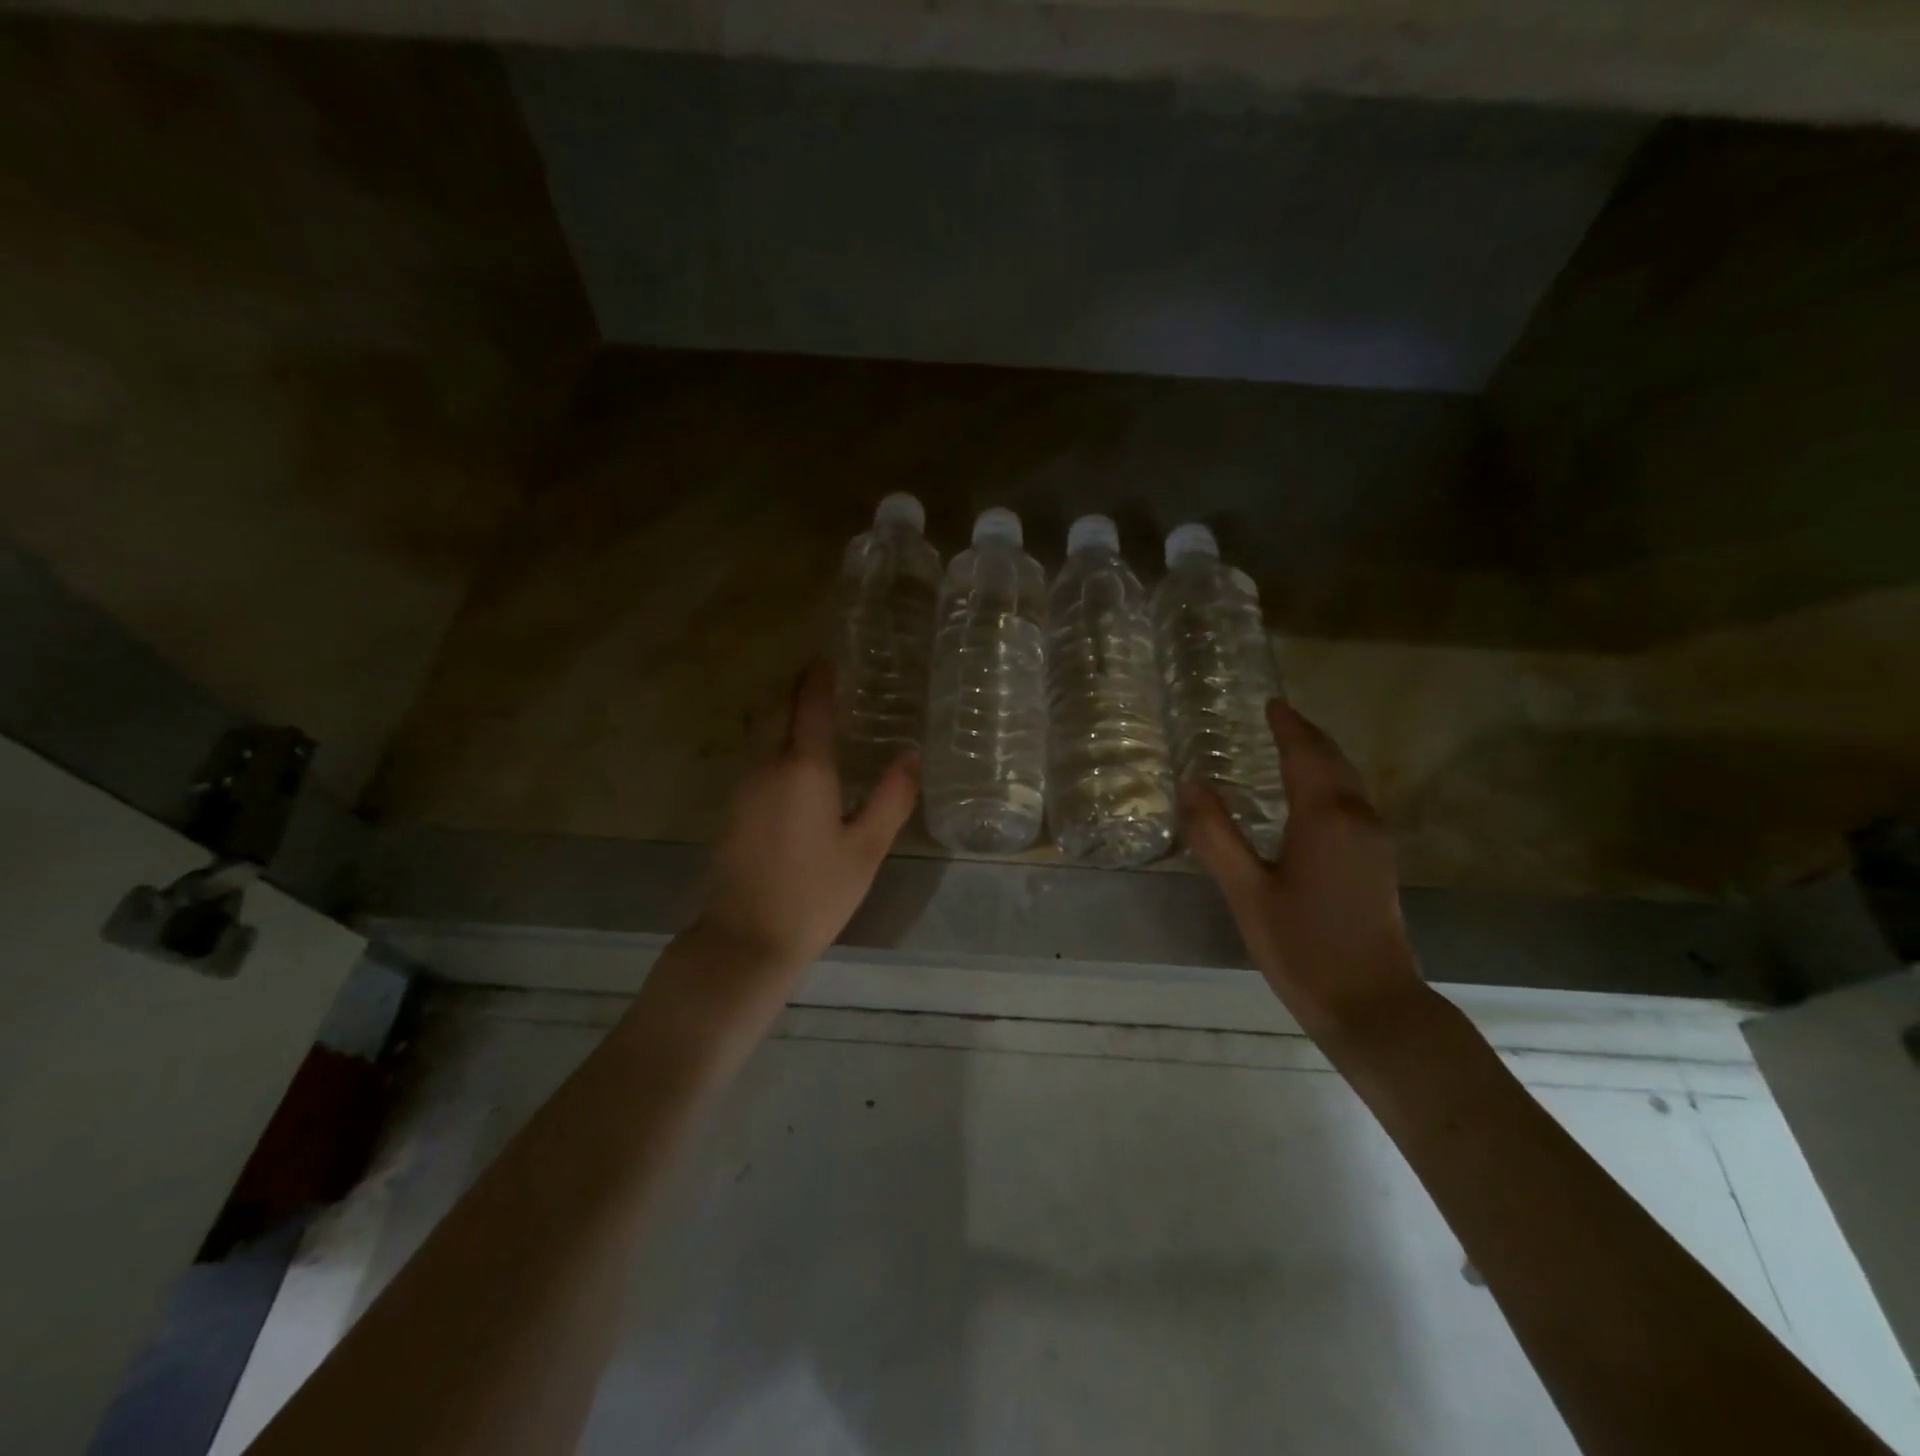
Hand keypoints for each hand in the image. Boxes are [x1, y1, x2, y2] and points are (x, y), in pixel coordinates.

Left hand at [696, 657, 918, 978]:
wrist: (748, 938)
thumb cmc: (817, 893)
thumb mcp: (867, 849)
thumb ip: (892, 798)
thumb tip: (912, 755)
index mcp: (804, 770)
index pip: (810, 707)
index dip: (819, 679)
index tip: (827, 657)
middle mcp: (767, 768)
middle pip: (777, 712)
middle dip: (796, 690)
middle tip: (820, 679)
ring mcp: (743, 788)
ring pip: (761, 736)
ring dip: (782, 716)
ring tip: (810, 715)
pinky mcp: (732, 810)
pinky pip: (755, 760)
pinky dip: (773, 745)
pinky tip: (792, 765)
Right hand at [1181, 699, 1423, 1041]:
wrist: (1372, 1004)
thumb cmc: (1302, 946)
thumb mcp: (1246, 892)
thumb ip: (1215, 835)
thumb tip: (1191, 783)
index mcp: (1324, 816)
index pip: (1304, 753)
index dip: (1287, 726)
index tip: (1271, 703)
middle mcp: (1356, 817)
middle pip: (1333, 760)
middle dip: (1307, 735)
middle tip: (1279, 717)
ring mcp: (1374, 840)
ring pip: (1348, 780)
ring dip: (1322, 756)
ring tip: (1293, 745)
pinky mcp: (1377, 861)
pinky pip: (1352, 801)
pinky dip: (1331, 781)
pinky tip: (1313, 797)